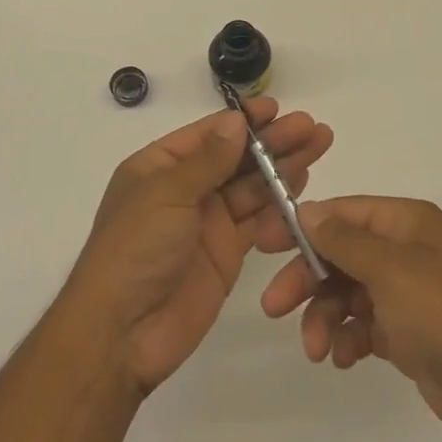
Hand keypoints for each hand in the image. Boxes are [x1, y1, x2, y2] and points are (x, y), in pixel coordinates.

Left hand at [64, 99, 332, 395]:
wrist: (123, 333)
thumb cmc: (135, 250)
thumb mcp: (166, 195)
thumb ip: (207, 160)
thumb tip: (236, 121)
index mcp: (159, 167)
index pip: (208, 134)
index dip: (243, 121)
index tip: (277, 108)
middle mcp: (185, 189)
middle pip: (235, 158)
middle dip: (272, 141)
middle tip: (311, 128)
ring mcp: (207, 221)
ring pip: (251, 186)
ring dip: (283, 166)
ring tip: (318, 145)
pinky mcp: (226, 252)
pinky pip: (257, 220)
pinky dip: (279, 204)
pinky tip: (303, 185)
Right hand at [258, 195, 441, 441]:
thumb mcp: (391, 270)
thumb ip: (343, 240)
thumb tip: (305, 209)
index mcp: (405, 223)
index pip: (341, 212)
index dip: (301, 226)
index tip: (263, 245)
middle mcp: (405, 252)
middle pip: (339, 254)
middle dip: (307, 279)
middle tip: (275, 308)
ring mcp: (407, 295)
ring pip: (347, 293)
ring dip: (325, 317)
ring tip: (318, 350)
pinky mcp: (409, 336)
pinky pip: (364, 326)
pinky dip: (348, 339)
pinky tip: (344, 360)